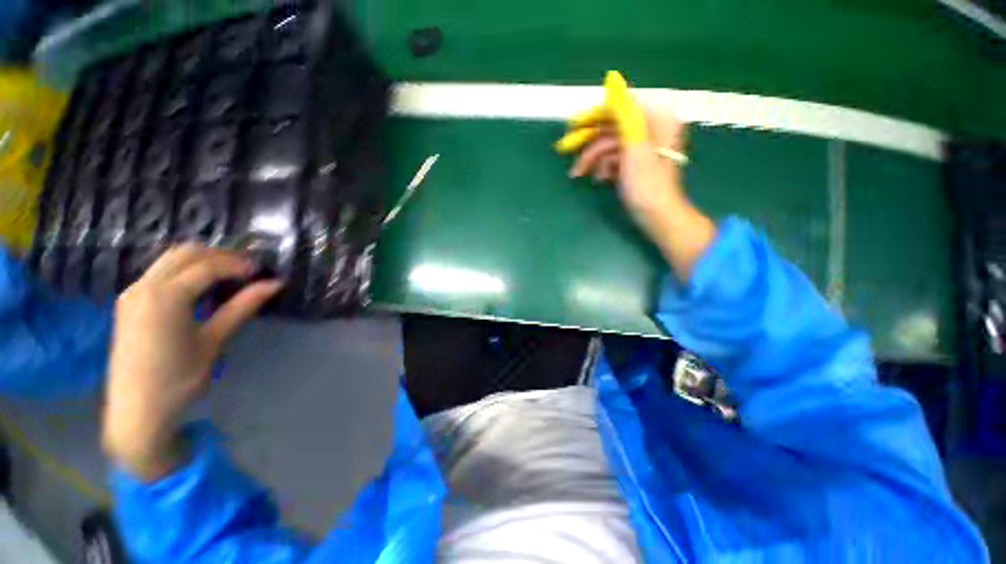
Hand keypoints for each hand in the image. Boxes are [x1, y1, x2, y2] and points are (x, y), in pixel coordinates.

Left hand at [102, 244, 281, 480]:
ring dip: (201, 260)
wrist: (136, 410)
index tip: (262, 271)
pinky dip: (185, 271)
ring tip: (229, 275)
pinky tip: (201, 287)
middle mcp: (144, 286)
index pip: (207, 266)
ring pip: (170, 259)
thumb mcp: (214, 340)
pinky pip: (159, 272)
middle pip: (185, 252)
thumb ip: (242, 307)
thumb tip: (275, 284)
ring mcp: (133, 293)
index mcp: (165, 296)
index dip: (238, 264)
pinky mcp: (129, 302)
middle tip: (247, 269)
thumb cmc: (179, 378)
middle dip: (220, 255)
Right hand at [555, 71, 715, 279]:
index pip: (620, 107)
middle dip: (590, 143)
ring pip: (610, 145)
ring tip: (578, 175)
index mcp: (656, 118)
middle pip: (613, 127)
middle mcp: (650, 128)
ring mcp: (643, 148)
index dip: (595, 116)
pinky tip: (599, 178)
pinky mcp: (636, 164)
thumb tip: (612, 79)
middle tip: (565, 150)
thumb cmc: (646, 184)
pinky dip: (604, 167)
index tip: (573, 127)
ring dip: (593, 159)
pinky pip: (615, 158)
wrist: (657, 216)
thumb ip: (624, 113)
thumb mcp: (634, 146)